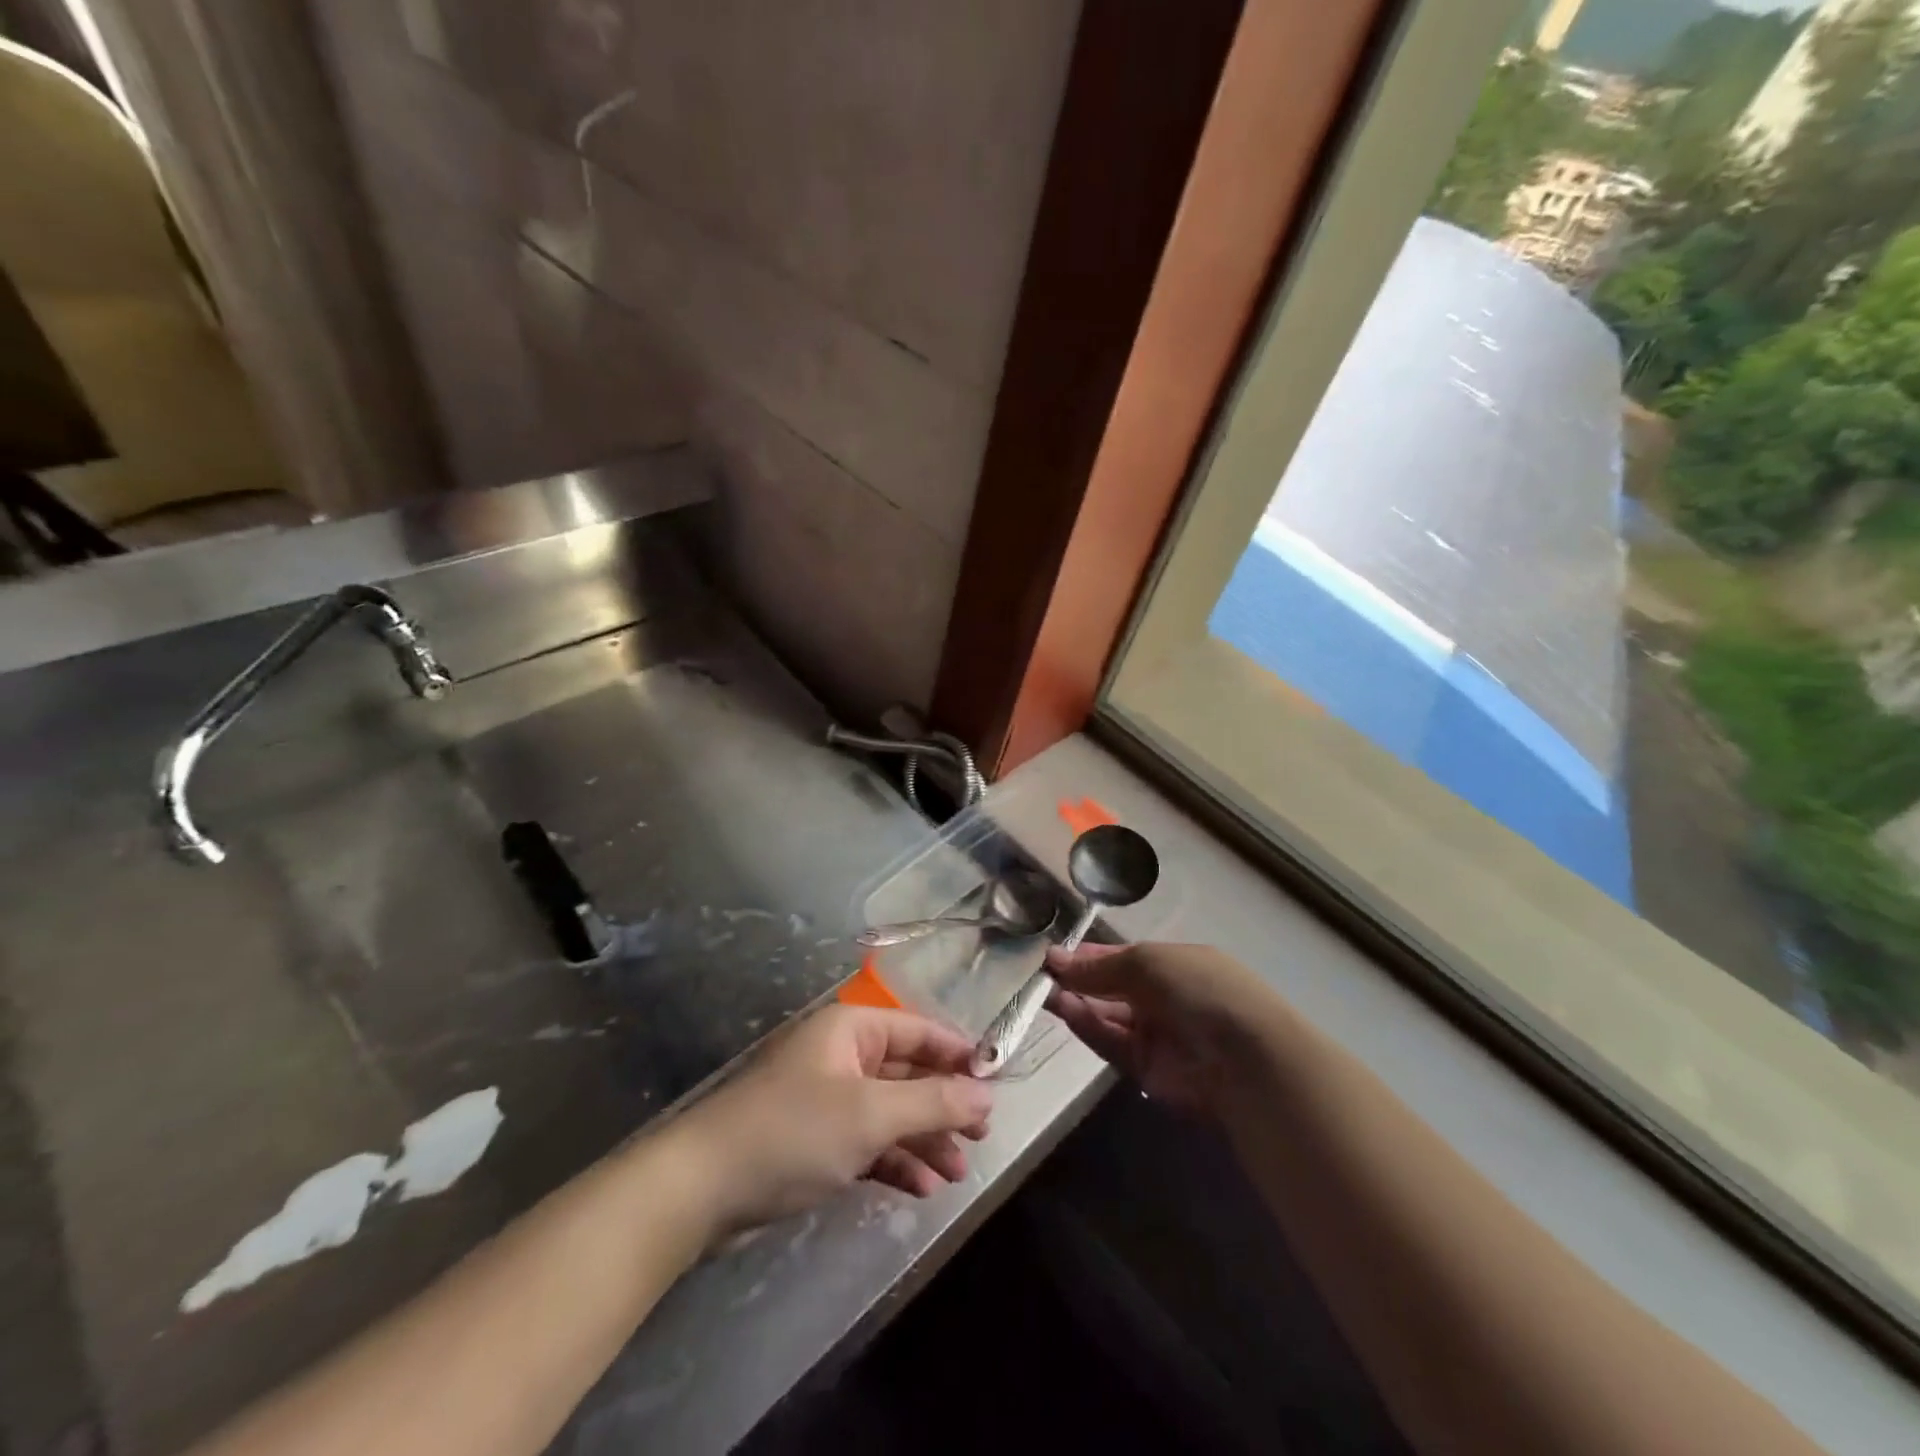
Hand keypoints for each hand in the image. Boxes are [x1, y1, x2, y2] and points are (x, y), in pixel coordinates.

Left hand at [668, 1004, 993, 1234]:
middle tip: (981, 1137)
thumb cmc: (793, 1132)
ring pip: (890, 1111)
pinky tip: (919, 1188)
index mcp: (852, 1030)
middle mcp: (841, 1056)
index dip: (960, 1055)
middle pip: (908, 1073)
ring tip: (957, 1174)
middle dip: (944, 1106)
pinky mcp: (813, 1140)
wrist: (701, 1187)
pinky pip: (867, 1141)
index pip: (920, 1031)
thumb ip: (932, 1102)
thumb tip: (986, 1093)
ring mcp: (827, 1099)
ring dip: (924, 1140)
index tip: (996, 1084)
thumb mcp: (871, 1115)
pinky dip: (894, 1160)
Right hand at [1045, 942, 1271, 1116]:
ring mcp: (1157, 1035)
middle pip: (1113, 987)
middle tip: (1042, 975)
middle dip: (1080, 980)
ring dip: (1078, 1002)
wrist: (1244, 1058)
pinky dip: (1087, 1026)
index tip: (1055, 954)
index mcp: (1174, 964)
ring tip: (1044, 991)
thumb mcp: (1147, 962)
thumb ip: (1098, 966)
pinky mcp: (1147, 1069)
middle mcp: (1165, 998)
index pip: (1124, 957)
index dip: (1091, 955)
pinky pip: (1111, 1042)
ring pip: (1107, 1016)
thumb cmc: (1198, 989)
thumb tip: (1054, 959)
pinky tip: (1064, 1009)